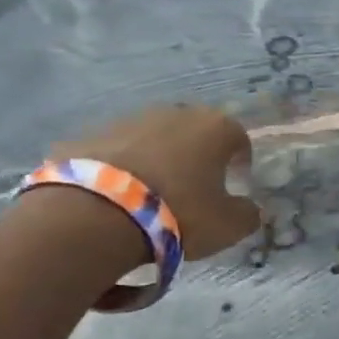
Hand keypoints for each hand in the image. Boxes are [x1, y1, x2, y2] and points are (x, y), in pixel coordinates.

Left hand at [53, 105, 262, 260]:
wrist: (95, 213)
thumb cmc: (178, 213)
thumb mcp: (228, 225)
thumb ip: (247, 214)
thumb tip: (250, 208)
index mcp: (215, 128)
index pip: (238, 138)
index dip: (240, 161)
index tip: (236, 182)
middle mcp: (175, 113)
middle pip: (194, 132)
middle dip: (197, 154)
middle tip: (194, 186)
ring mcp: (128, 120)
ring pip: (153, 138)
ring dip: (157, 158)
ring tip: (151, 193)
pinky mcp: (89, 135)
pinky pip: (115, 152)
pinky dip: (120, 168)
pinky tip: (115, 197)